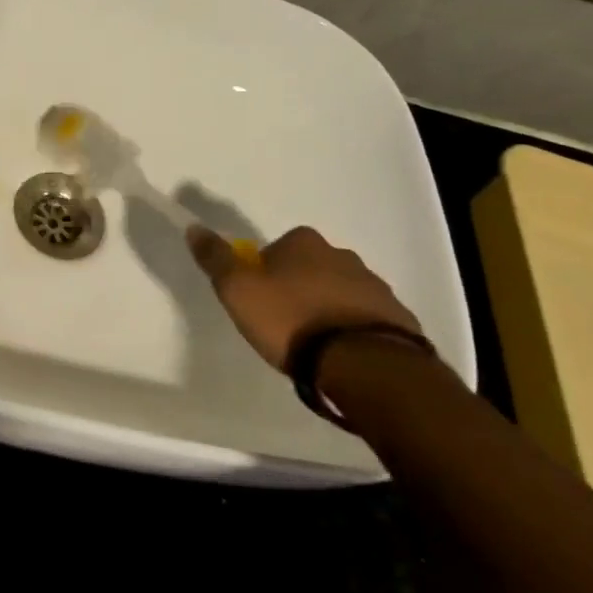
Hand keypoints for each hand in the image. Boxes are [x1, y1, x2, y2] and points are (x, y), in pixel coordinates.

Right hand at [186, 224, 423, 371]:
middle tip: (283, 325)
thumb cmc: (292, 321)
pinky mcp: (398, 318)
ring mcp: (375, 286)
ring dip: (327, 309)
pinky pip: (365, 319)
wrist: (366, 364)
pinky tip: (342, 356)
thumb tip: (194, 227)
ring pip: (339, 293)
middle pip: (309, 269)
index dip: (263, 274)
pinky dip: (352, 330)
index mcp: (304, 242)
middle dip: (297, 289)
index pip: (275, 249)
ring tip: (314, 346)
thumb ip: (216, 259)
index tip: (258, 302)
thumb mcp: (239, 291)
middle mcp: (342, 254)